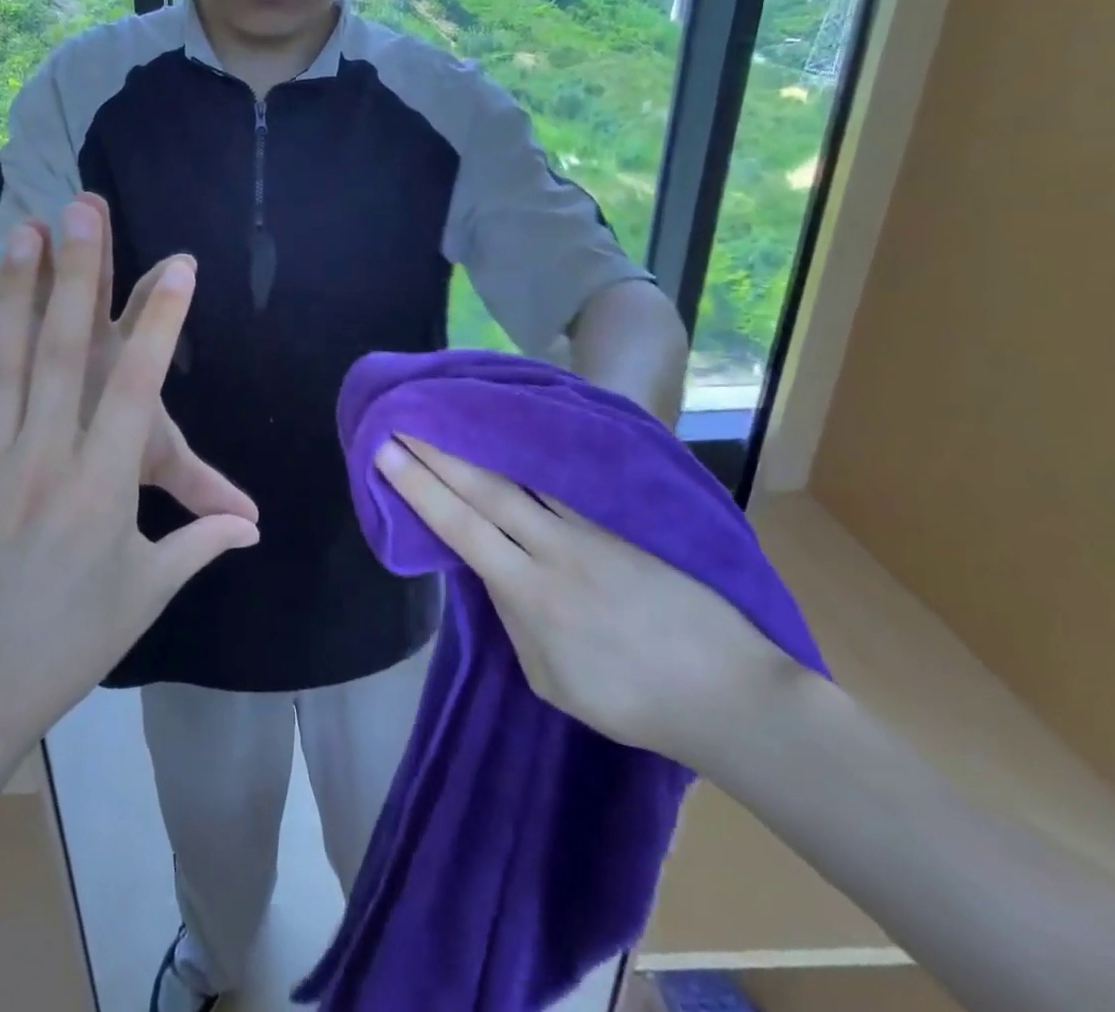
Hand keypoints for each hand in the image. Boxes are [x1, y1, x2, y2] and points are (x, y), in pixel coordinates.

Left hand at [0, 197, 259, 748]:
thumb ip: (199, 541)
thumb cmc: (76, 637)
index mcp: (101, 484)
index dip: (161, 323)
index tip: (179, 266)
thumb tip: (253, 526)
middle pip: (63, 354)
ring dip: (14, 298)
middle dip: (78, 276)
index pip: (138, 388)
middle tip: (82, 213)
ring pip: (1, 367)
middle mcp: (45, 457)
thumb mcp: (147, 591)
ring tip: (20, 238)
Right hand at [374, 436, 803, 766]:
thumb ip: (513, 618)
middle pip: (485, 487)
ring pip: (524, 474)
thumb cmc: (630, 701)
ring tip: (451, 411)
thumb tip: (492, 569)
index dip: (419, 486)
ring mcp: (592, 529)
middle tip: (403, 415)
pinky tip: (515, 429)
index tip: (385, 451)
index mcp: (530, 594)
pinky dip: (532, 453)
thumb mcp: (550, 679)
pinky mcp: (621, 521)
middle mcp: (555, 549)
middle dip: (438, 450)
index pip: (460, 526)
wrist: (729, 693)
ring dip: (481, 441)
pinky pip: (564, 481)